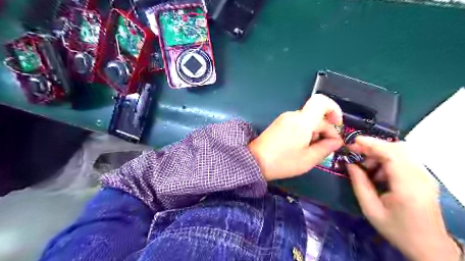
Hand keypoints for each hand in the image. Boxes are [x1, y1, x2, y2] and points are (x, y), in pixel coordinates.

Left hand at [248, 94, 342, 180]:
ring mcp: (285, 118)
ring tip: (312, 149)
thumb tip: (337, 141)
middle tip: (327, 147)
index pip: (322, 102)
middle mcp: (293, 115)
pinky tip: (302, 146)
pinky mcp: (279, 123)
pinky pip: (298, 123)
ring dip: (315, 132)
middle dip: (326, 129)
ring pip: (308, 119)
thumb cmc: (283, 162)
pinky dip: (305, 131)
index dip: (334, 109)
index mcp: (302, 121)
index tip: (338, 126)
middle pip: (316, 115)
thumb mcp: (308, 159)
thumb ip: (326, 147)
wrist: (255, 161)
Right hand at [346, 136, 457, 260]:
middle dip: (373, 147)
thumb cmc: (397, 230)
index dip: (371, 144)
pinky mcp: (425, 177)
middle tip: (355, 153)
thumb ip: (359, 184)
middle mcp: (421, 177)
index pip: (391, 154)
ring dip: (380, 154)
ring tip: (366, 168)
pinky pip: (404, 159)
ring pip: (401, 151)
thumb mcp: (371, 210)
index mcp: (407, 186)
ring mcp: (426, 176)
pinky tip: (379, 173)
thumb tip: (350, 164)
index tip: (353, 141)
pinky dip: (388, 159)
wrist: (429, 247)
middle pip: (397, 148)